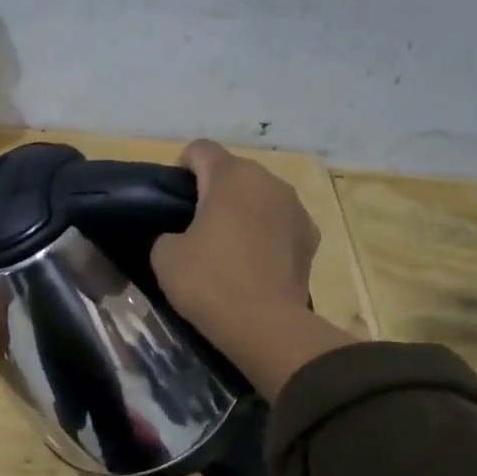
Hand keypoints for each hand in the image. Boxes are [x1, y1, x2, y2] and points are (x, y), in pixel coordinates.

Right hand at [155, 139, 318, 338]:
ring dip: (244, 210)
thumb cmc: (209, 282)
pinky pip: (280, 222)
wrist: (266, 326)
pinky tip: (255, 262)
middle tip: (196, 226)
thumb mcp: (164, 256)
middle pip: (234, 171)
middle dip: (215, 190)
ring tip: (228, 245)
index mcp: (230, 176)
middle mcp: (268, 181)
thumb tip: (181, 236)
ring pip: (260, 196)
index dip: (181, 168)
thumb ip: (168, 233)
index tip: (172, 199)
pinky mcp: (311, 236)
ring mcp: (296, 207)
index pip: (200, 150)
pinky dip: (266, 233)